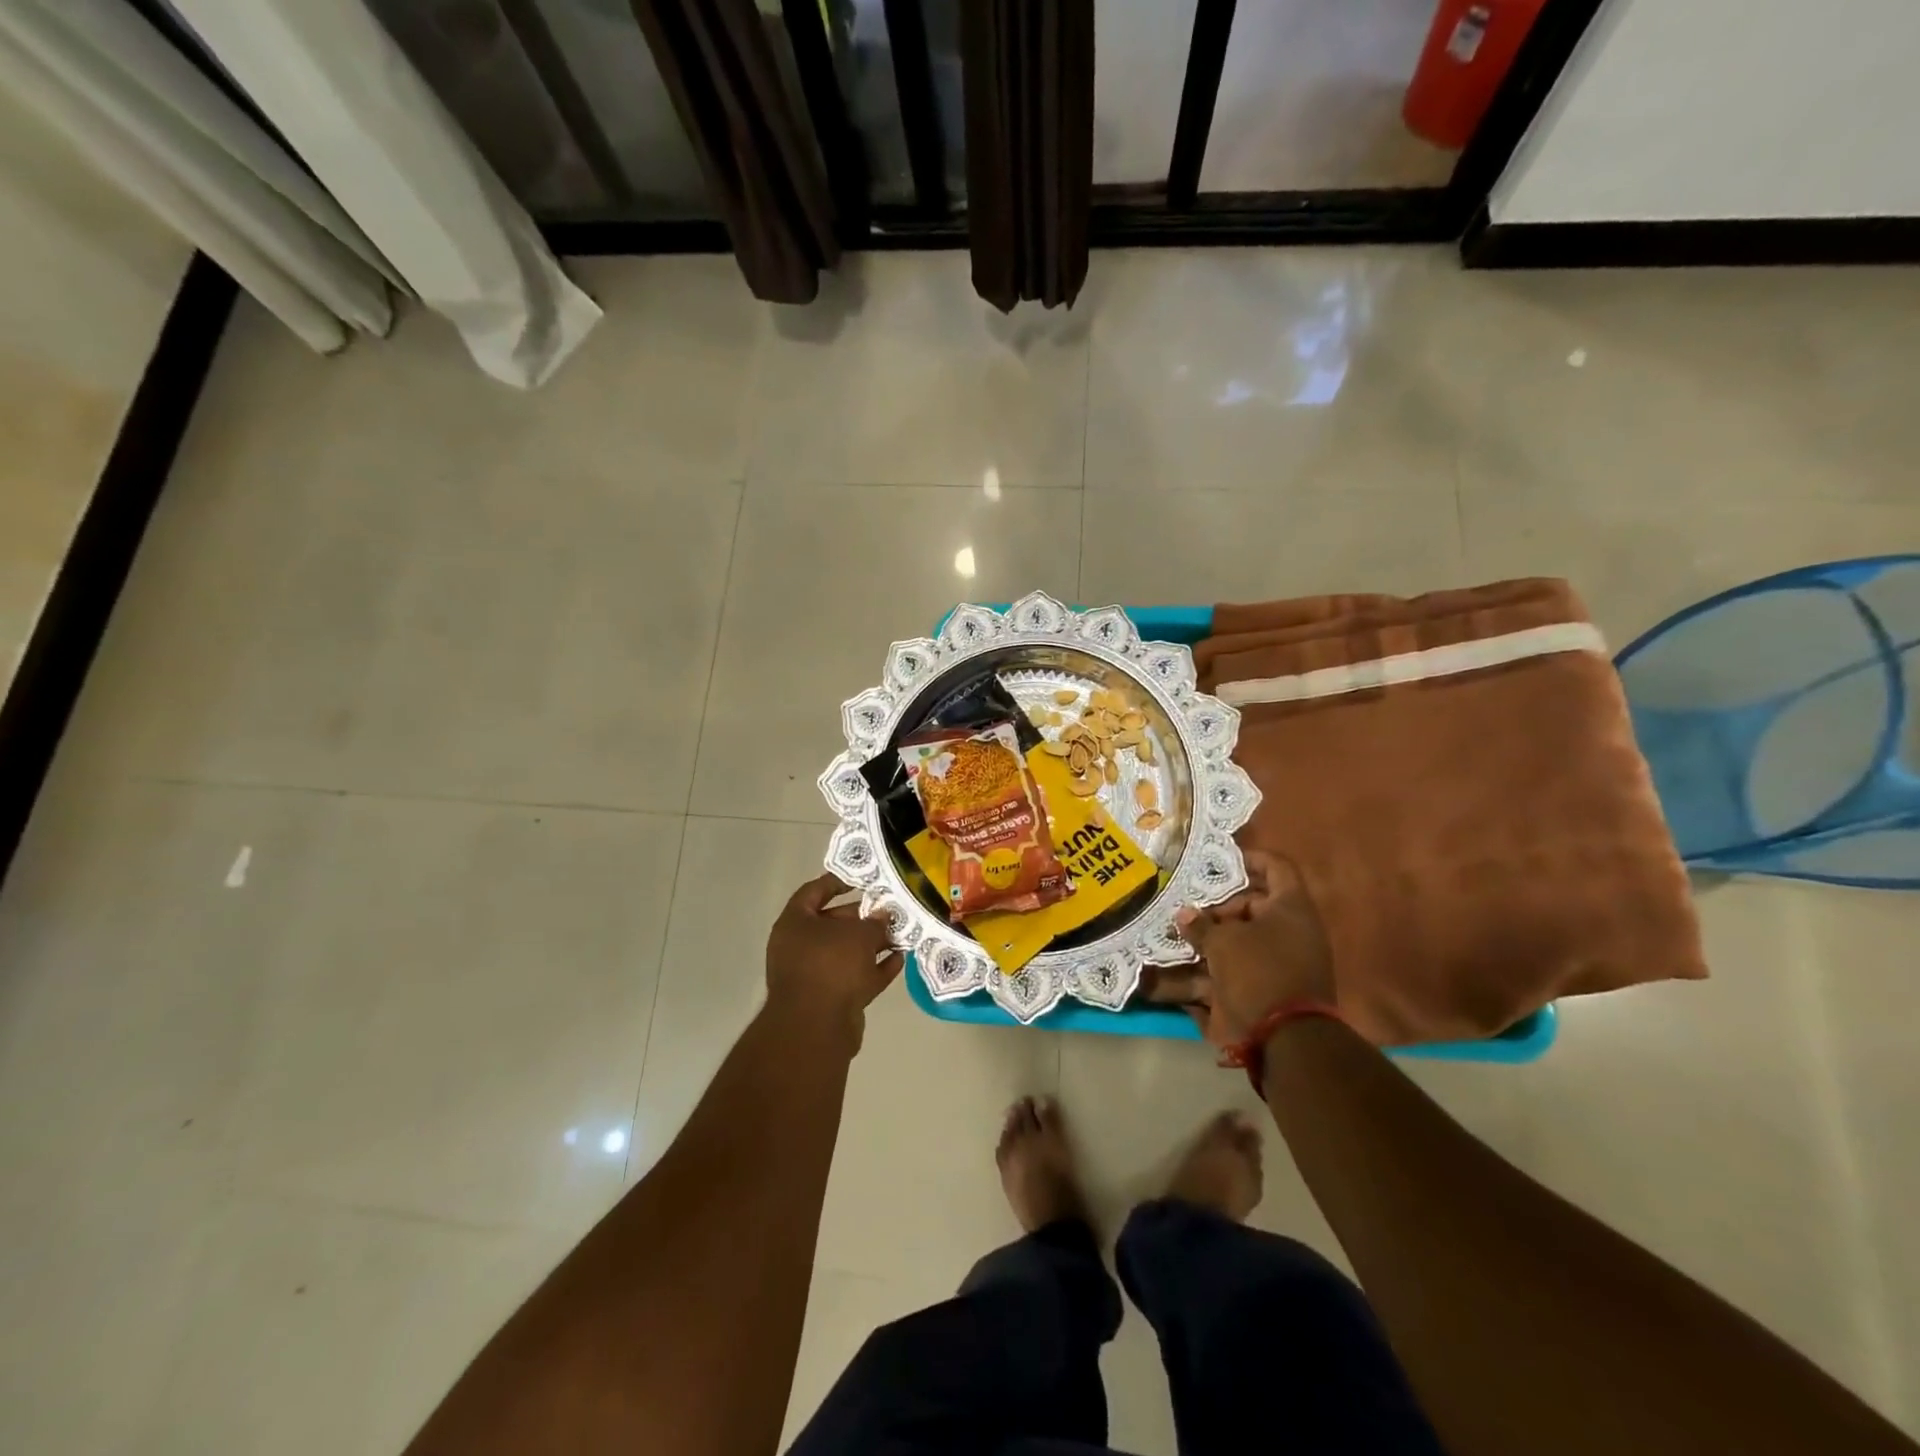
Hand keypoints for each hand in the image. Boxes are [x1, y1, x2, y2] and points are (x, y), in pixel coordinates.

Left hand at [765, 874, 903, 1048]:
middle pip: (833, 923)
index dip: (836, 881)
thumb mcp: (859, 934)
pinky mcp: (830, 1000)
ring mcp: (814, 975)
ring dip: (873, 944)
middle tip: (890, 909)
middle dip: (863, 917)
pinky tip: (900, 959)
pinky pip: (855, 976)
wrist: (817, 1028)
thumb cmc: (831, 965)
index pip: (813, 892)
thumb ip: (874, 922)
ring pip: (846, 952)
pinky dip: (875, 968)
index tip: (862, 878)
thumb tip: (884, 916)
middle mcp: (800, 947)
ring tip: (902, 933)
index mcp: (795, 923)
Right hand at [1174, 851, 1334, 1048]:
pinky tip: (1160, 977)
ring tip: (1164, 937)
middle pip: (1248, 909)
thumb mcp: (1224, 943)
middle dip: (1212, 908)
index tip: (1218, 860)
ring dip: (1200, 944)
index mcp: (1289, 910)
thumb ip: (1201, 926)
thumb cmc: (1259, 973)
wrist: (1284, 1042)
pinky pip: (1223, 979)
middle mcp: (1285, 934)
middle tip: (1183, 905)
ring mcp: (1272, 966)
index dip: (1249, 859)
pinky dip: (1197, 979)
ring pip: (1230, 946)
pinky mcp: (1258, 994)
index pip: (1276, 869)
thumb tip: (1184, 915)